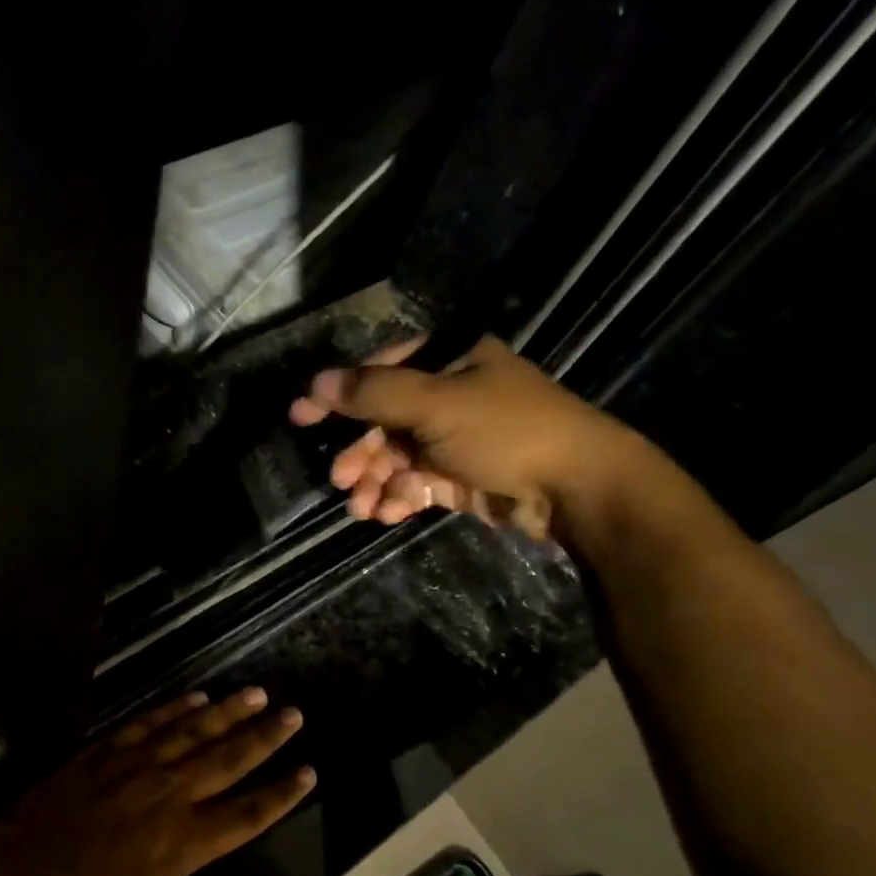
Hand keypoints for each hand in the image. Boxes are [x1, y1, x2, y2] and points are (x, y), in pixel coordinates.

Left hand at [0, 689, 315, 875]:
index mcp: (186, 843)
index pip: (249, 811)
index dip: (283, 792)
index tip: (309, 772)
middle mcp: (170, 795)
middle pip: (229, 759)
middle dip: (266, 736)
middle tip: (294, 714)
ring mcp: (136, 768)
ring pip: (193, 732)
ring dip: (229, 712)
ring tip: (257, 694)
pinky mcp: (105, 753)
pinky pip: (149, 723)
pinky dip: (176, 709)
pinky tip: (198, 697)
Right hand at [288, 335, 649, 541]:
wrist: (575, 489)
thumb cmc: (507, 431)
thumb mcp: (436, 404)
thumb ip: (374, 394)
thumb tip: (316, 382)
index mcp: (450, 361)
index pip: (379, 371)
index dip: (338, 394)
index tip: (300, 417)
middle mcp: (451, 395)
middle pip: (386, 421)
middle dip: (361, 452)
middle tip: (340, 480)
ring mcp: (457, 438)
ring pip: (398, 457)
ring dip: (376, 481)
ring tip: (362, 508)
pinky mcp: (462, 476)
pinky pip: (417, 482)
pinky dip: (399, 497)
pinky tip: (387, 514)